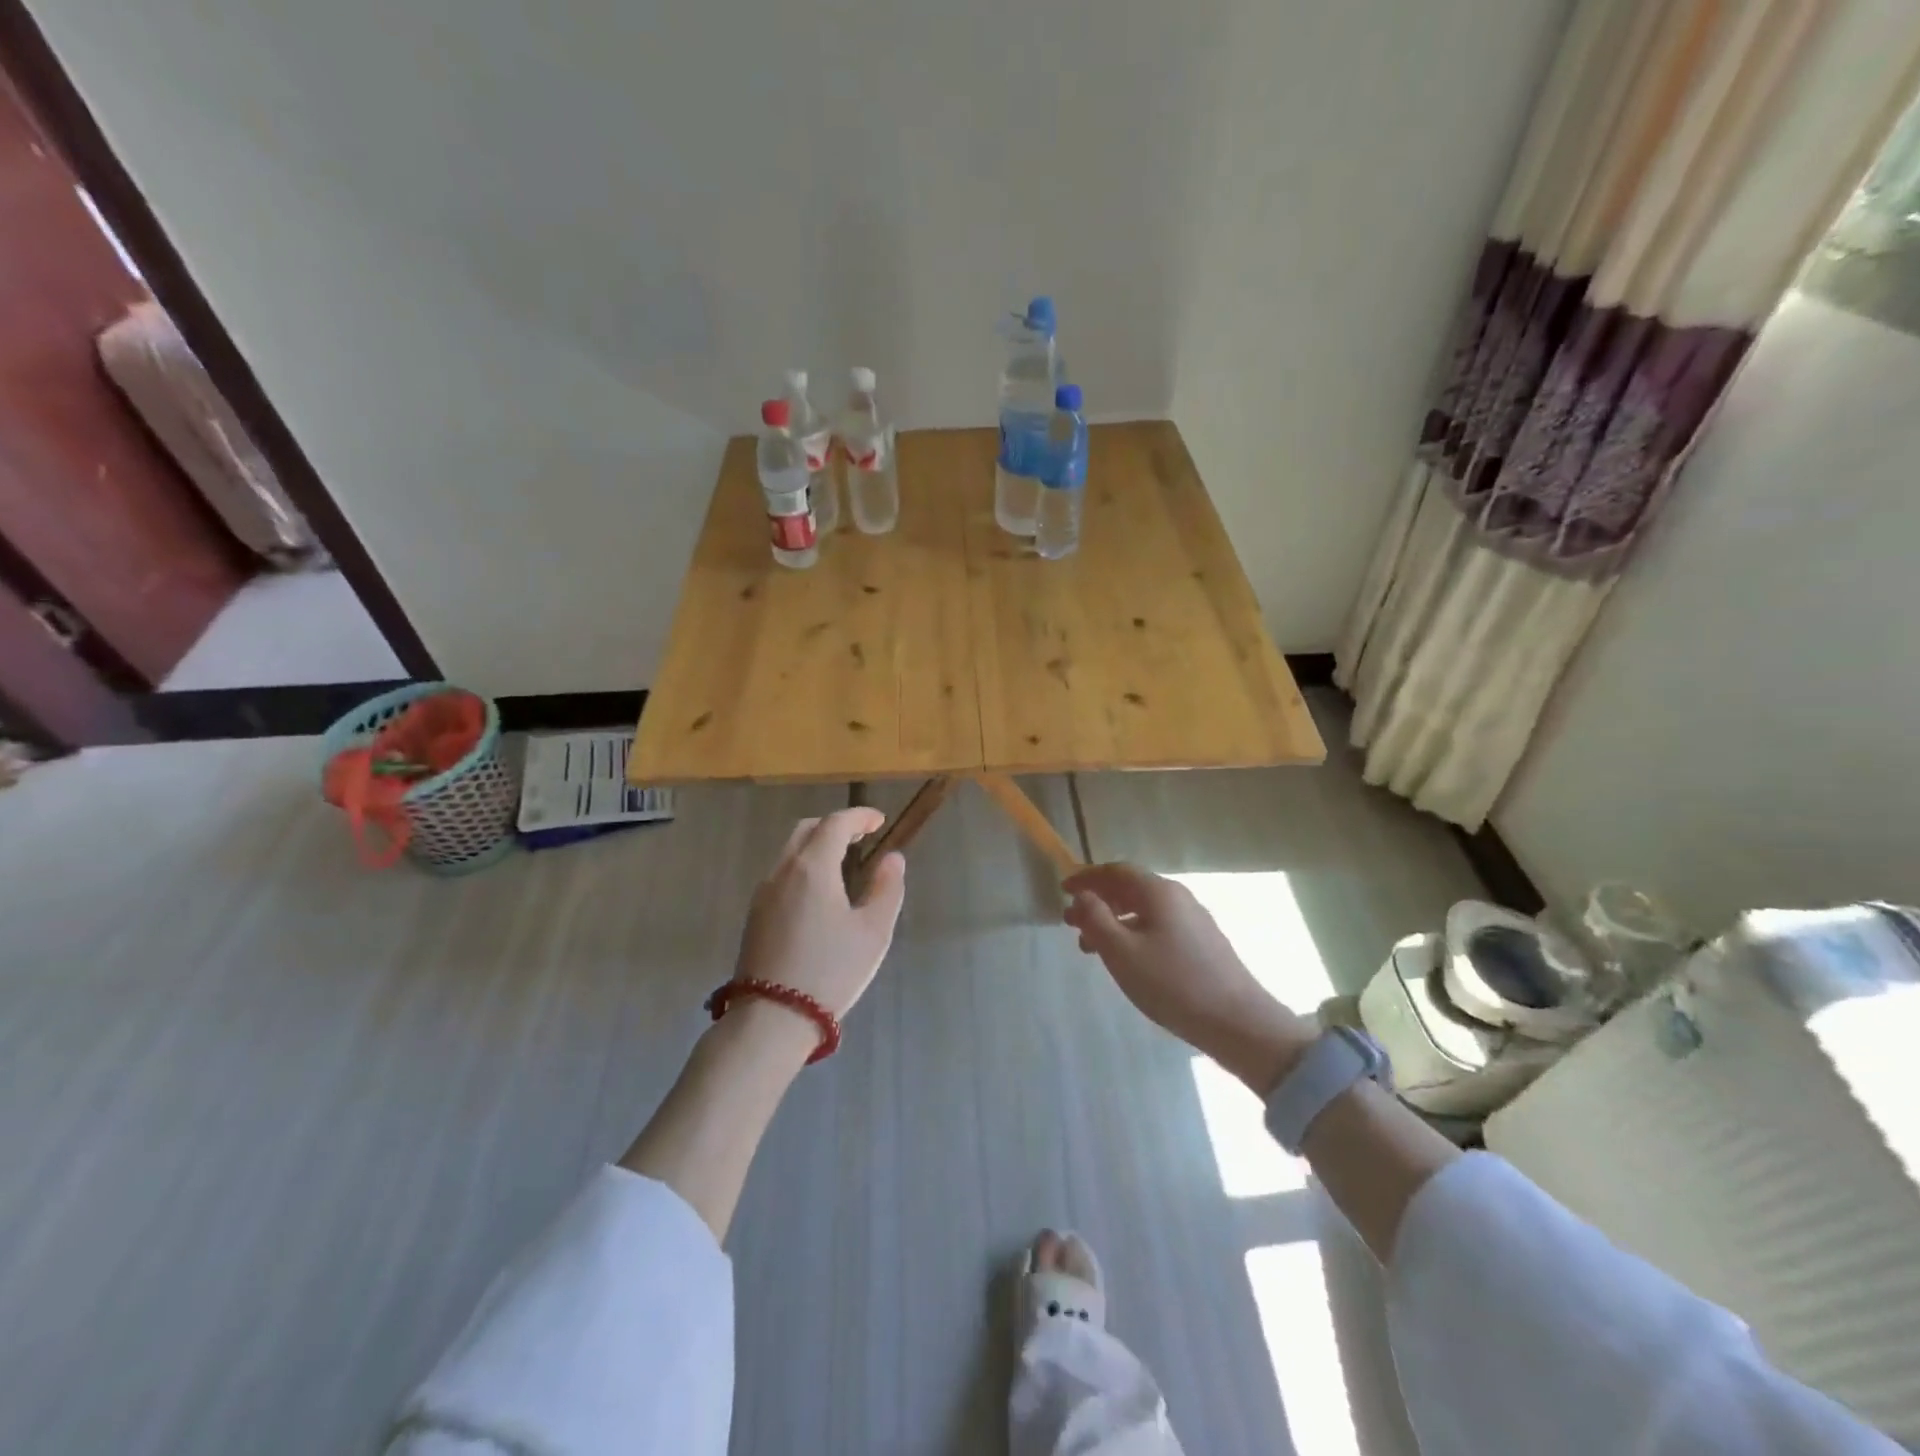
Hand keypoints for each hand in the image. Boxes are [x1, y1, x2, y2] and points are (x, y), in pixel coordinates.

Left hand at [732, 808, 906, 1020]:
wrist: (772, 1018)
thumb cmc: (830, 971)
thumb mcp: (873, 932)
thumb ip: (886, 889)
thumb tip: (892, 859)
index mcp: (812, 868)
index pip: (835, 823)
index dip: (859, 816)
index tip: (879, 820)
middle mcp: (783, 871)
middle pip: (807, 830)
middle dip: (835, 825)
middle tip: (861, 836)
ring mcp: (763, 893)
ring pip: (790, 852)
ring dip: (816, 846)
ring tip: (843, 863)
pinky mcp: (754, 915)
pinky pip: (781, 874)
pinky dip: (803, 866)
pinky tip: (819, 892)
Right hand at [1063, 863, 1312, 1092]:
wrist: (1238, 1022)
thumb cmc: (1172, 983)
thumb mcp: (1121, 952)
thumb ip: (1096, 918)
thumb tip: (1083, 895)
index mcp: (1159, 892)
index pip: (1116, 871)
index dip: (1087, 877)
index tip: (1063, 890)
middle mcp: (1179, 897)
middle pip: (1130, 889)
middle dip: (1098, 902)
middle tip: (1072, 924)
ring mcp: (1195, 920)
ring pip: (1144, 911)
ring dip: (1114, 921)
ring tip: (1092, 948)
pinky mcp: (1203, 944)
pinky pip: (1159, 926)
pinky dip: (1133, 933)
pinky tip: (1127, 960)